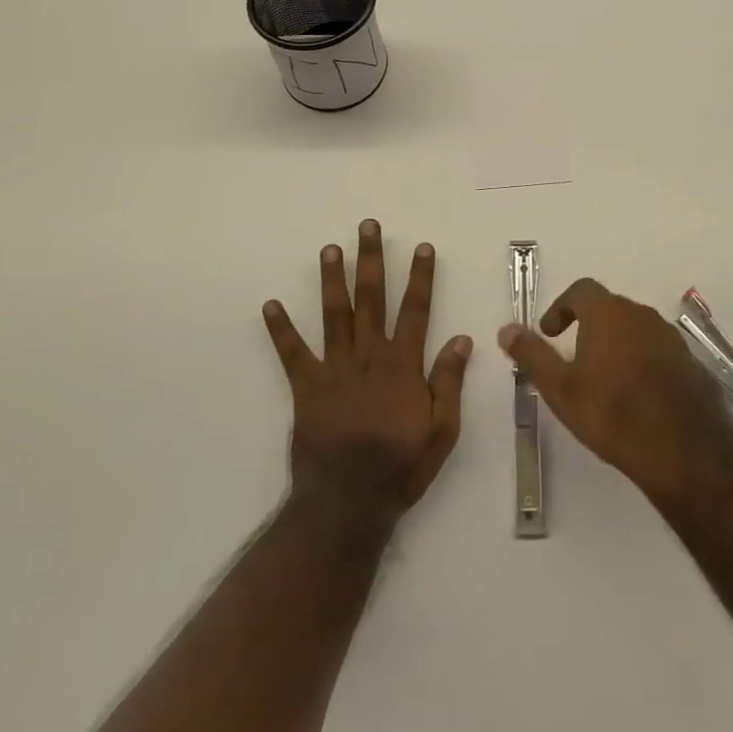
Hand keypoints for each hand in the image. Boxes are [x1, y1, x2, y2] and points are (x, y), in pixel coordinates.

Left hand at [263, 220, 471, 523]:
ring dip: (333, 279)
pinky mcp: (307, 387)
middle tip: (368, 227)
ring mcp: (335, 369)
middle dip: (371, 260)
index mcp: (402, 365)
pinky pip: (292, 354)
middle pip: (371, 299)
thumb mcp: (441, 431)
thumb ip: (449, 382)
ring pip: (334, 314)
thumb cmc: (400, 467)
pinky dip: (281, 329)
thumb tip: (461, 338)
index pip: (415, 310)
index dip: (420, 277)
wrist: (347, 504)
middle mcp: (368, 356)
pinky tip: (270, 305)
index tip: (421, 246)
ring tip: (330, 248)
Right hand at [498, 278, 732, 508]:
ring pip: (635, 330)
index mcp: (608, 313)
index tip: (550, 333)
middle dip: (588, 327)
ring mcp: (670, 337)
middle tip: (574, 359)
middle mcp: (641, 314)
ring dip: (616, 345)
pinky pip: (658, 351)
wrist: (685, 450)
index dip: (561, 307)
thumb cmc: (613, 414)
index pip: (580, 290)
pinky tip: (637, 397)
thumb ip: (532, 355)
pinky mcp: (690, 362)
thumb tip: (506, 329)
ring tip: (604, 381)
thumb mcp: (561, 389)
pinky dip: (642, 362)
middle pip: (609, 308)